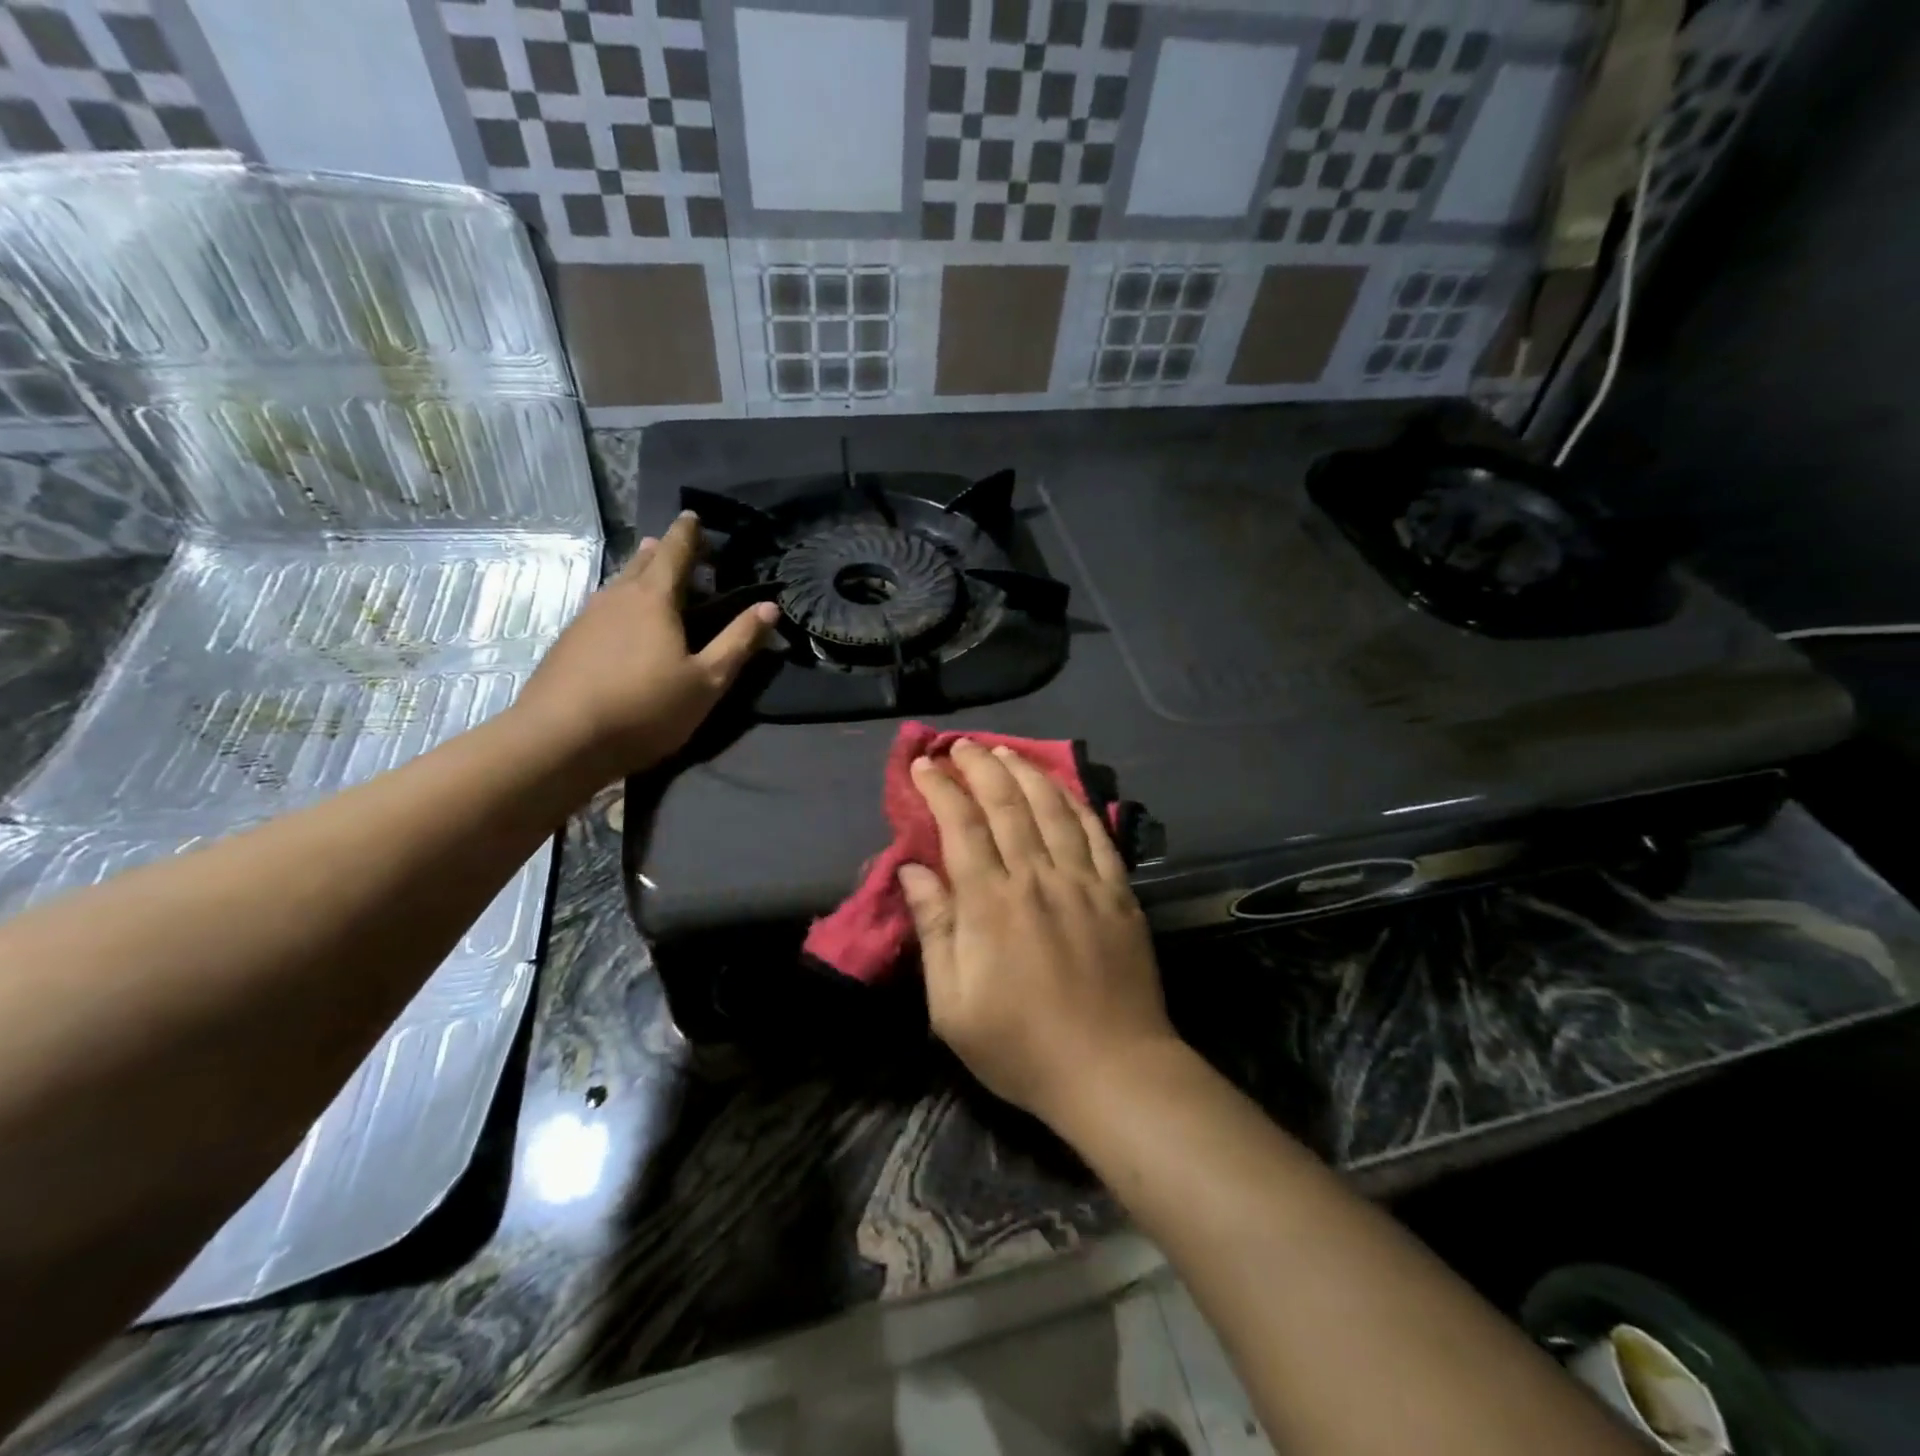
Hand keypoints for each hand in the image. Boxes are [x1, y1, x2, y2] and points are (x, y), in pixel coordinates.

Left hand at [514, 512, 777, 779]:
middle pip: (642, 562)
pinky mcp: (568, 642)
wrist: (560, 739)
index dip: (688, 533)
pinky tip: (620, 621)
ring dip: (637, 574)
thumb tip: (769, 607)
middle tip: (675, 545)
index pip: (675, 552)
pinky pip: (602, 608)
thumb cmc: (645, 707)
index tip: (693, 515)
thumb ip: (738, 642)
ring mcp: (587, 618)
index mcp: (654, 599)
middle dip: (661, 550)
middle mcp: (617, 597)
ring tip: (649, 574)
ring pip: (618, 584)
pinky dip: (620, 602)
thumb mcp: (706, 681)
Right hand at [897, 739, 1178, 1131]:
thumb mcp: (952, 1006)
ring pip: (1052, 807)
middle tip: (961, 746)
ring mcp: (1083, 881)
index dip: (940, 789)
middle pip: (1006, 803)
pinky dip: (1075, 801)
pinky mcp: (1118, 892)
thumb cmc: (1020, 1046)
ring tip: (1005, 750)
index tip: (923, 766)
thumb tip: (913, 871)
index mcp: (990, 904)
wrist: (1111, 1070)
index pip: (961, 825)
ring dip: (1025, 772)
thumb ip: (934, 930)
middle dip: (980, 766)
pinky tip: (1062, 786)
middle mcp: (1037, 878)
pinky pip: (1095, 832)